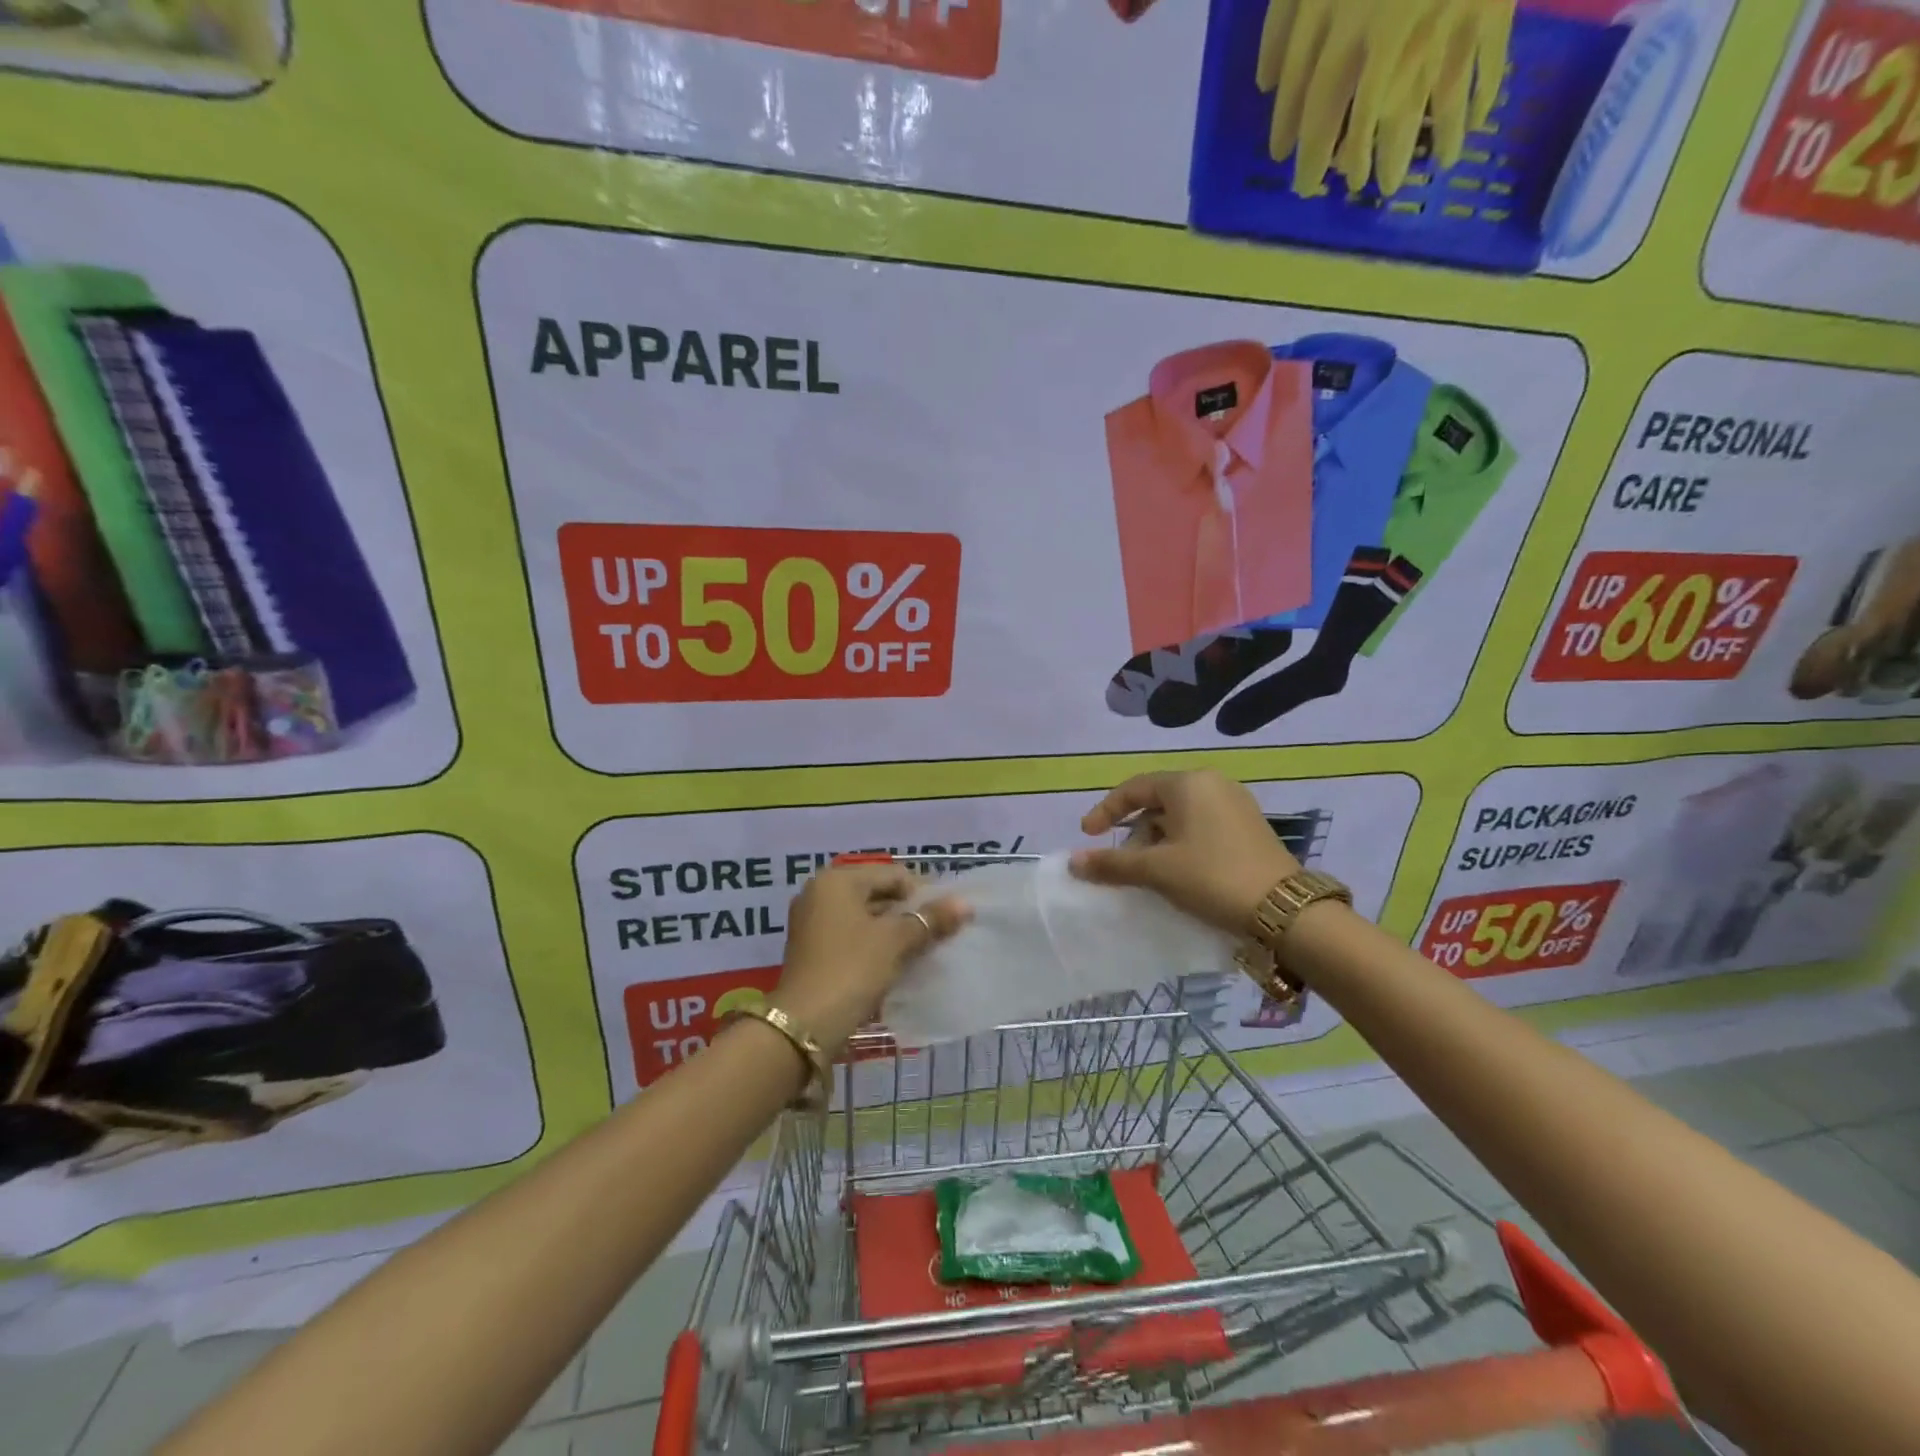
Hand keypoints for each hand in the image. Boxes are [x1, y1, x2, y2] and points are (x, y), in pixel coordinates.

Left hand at [774, 863, 969, 1050]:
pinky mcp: (812, 950)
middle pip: (878, 894)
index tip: (947, 919)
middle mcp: (820, 893)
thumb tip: (964, 904)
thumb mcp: (895, 942)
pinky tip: (897, 964)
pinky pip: (852, 936)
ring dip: (895, 932)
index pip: (893, 875)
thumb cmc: (851, 970)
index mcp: (837, 880)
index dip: (924, 894)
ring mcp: (812, 922)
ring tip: (923, 952)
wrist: (804, 1026)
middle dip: (910, 914)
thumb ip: (930, 919)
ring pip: (866, 917)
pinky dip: (875, 946)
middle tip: (939, 936)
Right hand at [1069, 770, 1299, 933]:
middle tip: (1125, 865)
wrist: (1285, 911)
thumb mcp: (1157, 870)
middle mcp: (1212, 784)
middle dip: (1135, 833)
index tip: (1088, 835)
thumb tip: (1073, 862)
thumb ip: (1112, 863)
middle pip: (1157, 803)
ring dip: (1157, 843)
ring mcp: (1235, 804)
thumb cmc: (1212, 878)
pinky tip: (1180, 873)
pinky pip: (1201, 827)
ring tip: (1151, 874)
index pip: (1134, 789)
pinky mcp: (1249, 826)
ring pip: (1180, 817)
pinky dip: (1181, 845)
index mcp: (1188, 783)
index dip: (1105, 811)